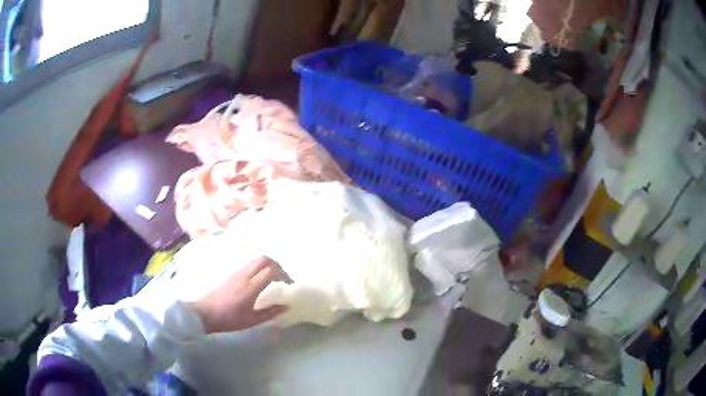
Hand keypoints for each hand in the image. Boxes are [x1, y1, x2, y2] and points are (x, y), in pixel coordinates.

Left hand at [188, 256, 286, 333]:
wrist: (204, 313)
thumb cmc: (228, 319)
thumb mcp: (251, 320)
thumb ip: (269, 313)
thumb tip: (285, 306)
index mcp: (251, 287)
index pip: (271, 270)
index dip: (283, 275)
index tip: (289, 284)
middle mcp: (244, 275)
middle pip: (264, 259)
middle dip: (277, 265)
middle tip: (282, 278)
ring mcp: (236, 272)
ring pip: (256, 259)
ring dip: (267, 265)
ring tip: (273, 278)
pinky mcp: (231, 273)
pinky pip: (248, 264)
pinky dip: (258, 267)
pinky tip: (258, 280)